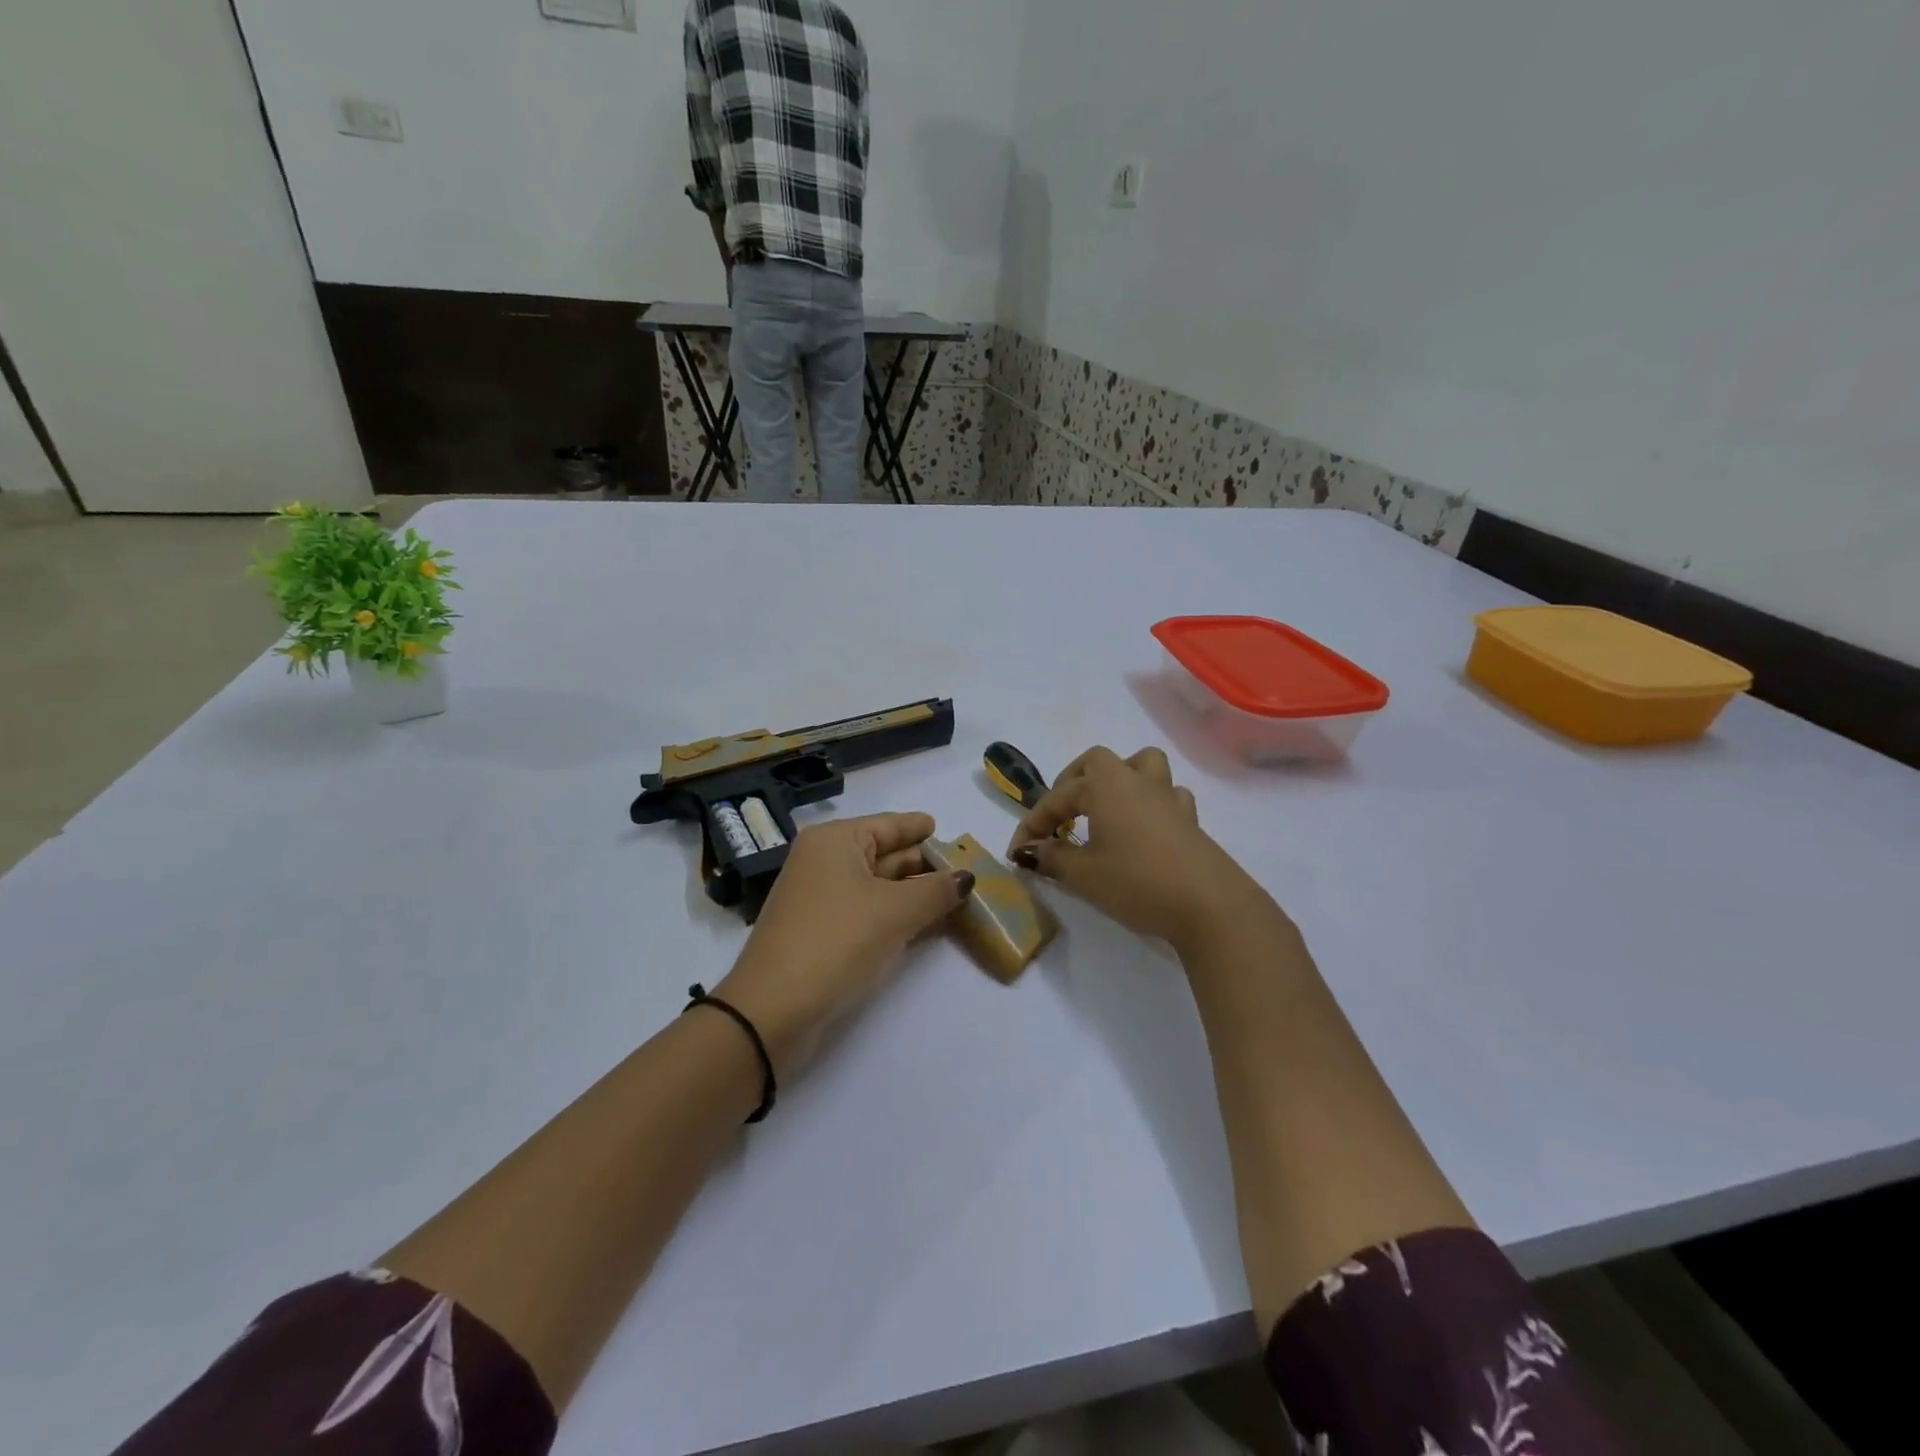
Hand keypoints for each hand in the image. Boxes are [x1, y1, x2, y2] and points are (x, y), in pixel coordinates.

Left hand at [715, 813, 973, 1077]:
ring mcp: (821, 899)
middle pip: (885, 854)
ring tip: (958, 898)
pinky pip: (868, 912)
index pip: (890, 825)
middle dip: (925, 865)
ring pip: (878, 887)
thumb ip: (936, 891)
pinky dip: (897, 915)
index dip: (923, 830)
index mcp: (836, 841)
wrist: (772, 1011)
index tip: (955, 837)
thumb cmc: (836, 941)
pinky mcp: (822, 933)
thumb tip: (966, 877)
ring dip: (915, 894)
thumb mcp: (894, 912)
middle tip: (968, 873)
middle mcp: (825, 861)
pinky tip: (927, 925)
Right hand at [1007, 746, 1272, 948]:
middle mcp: (1136, 781)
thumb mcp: (1083, 874)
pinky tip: (1143, 829)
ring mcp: (1168, 798)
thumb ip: (1053, 858)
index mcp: (1104, 785)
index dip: (1032, 823)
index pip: (1057, 797)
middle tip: (1061, 814)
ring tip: (1105, 809)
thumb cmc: (1137, 882)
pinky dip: (1150, 804)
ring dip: (1119, 780)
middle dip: (1073, 782)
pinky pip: (1167, 796)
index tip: (1018, 852)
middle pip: (1099, 762)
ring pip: (1143, 766)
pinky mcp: (1190, 820)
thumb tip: (1031, 851)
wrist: (1209, 904)